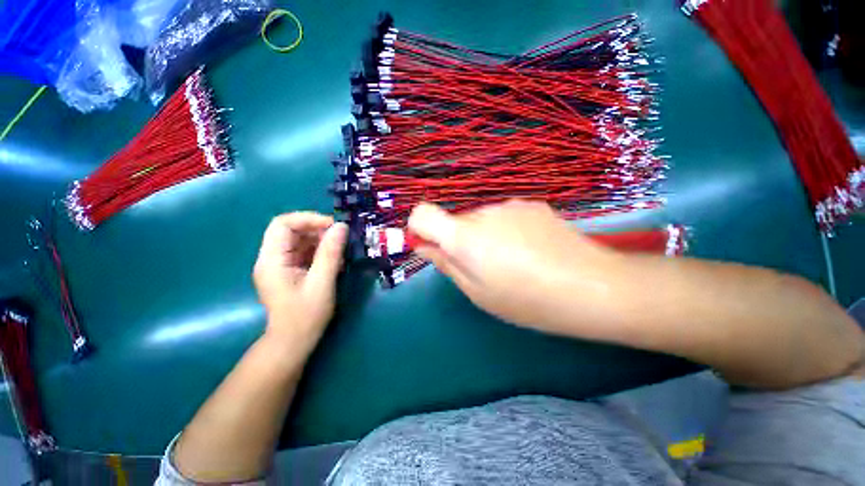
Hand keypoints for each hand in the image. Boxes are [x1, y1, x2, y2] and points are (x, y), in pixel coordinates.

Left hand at [253, 212, 347, 350]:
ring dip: (321, 240)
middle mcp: (271, 258)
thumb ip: (330, 253)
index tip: (333, 226)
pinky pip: (304, 251)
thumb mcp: (322, 282)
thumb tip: (341, 226)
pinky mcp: (288, 270)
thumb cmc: (306, 315)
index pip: (282, 224)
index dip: (308, 219)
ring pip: (299, 240)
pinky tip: (334, 261)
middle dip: (317, 230)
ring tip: (340, 251)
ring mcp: (279, 265)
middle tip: (341, 238)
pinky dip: (320, 251)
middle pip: (291, 230)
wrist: (293, 342)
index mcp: (272, 260)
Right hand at [408, 200, 618, 333]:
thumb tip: (425, 248)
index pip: (422, 214)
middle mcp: (483, 212)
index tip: (431, 246)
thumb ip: (447, 265)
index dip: (419, 228)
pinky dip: (506, 230)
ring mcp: (510, 205)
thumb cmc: (528, 300)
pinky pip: (505, 216)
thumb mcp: (478, 293)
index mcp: (464, 236)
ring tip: (512, 261)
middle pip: (456, 220)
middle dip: (459, 240)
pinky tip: (531, 249)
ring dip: (484, 236)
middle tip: (483, 267)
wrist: (594, 285)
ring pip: (481, 219)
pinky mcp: (532, 204)